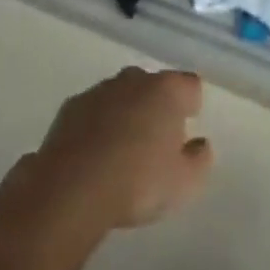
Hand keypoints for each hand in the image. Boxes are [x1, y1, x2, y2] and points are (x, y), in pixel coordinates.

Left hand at [27, 68, 213, 230]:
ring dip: (125, 114)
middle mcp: (134, 80)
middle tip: (154, 144)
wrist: (71, 189)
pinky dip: (96, 126)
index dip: (191, 106)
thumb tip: (199, 144)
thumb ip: (200, 160)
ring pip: (121, 95)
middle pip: (153, 85)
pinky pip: (93, 111)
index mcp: (167, 91)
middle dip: (156, 107)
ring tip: (121, 153)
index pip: (190, 85)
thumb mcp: (184, 184)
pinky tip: (93, 157)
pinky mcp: (70, 107)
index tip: (186, 130)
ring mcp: (99, 90)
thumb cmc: (137, 183)